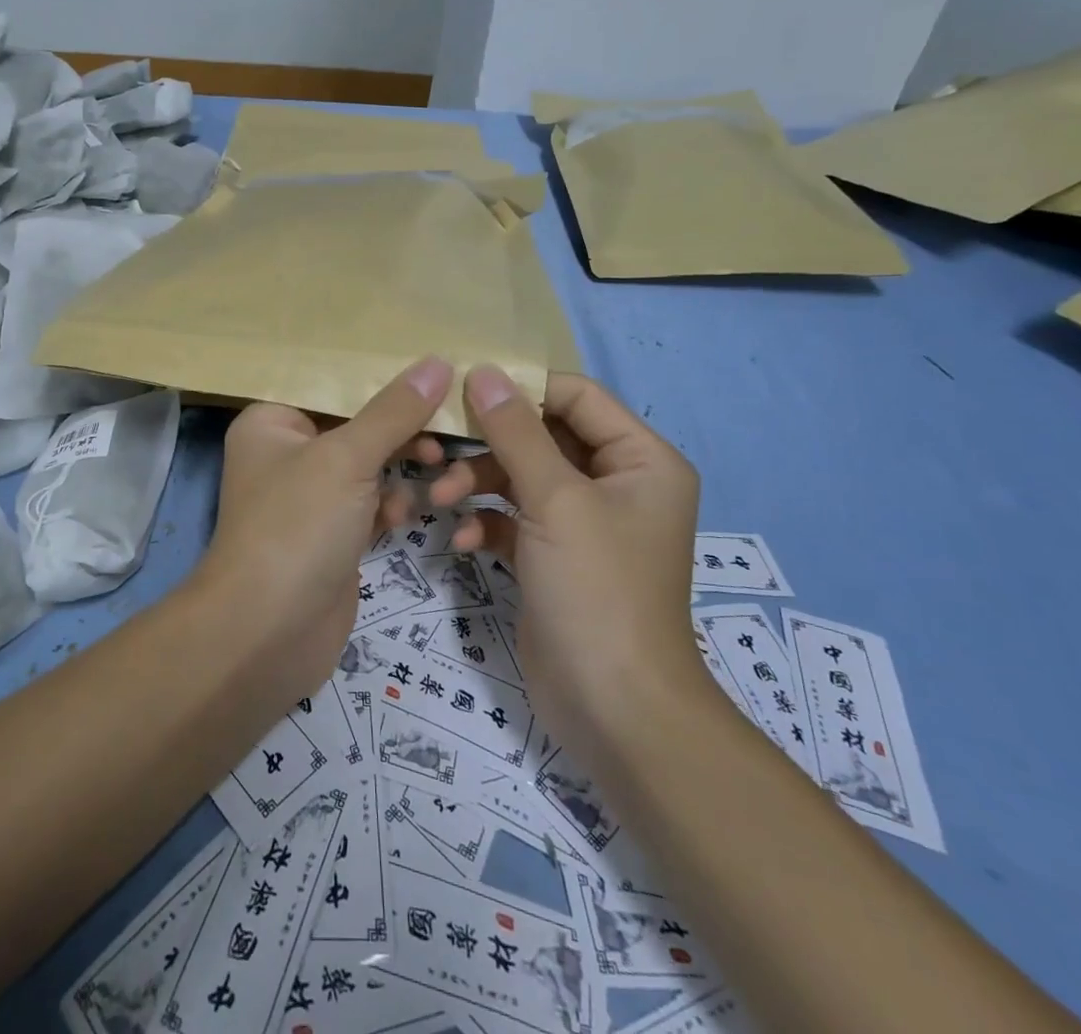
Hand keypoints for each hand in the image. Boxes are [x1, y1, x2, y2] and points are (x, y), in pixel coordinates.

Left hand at [194, 358, 454, 700]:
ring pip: (367, 466)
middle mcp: (287, 454)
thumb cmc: (297, 527)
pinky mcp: (332, 535)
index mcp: (272, 422)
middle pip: (355, 425)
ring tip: (438, 471)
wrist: (268, 633)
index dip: (381, 379)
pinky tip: (404, 517)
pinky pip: (370, 504)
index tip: (435, 371)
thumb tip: (437, 362)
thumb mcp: (346, 458)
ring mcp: (309, 498)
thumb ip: (394, 412)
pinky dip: (390, 506)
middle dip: (399, 429)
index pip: (332, 384)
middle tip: (445, 429)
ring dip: (401, 469)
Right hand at [442, 367, 705, 746]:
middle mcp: (616, 484)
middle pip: (543, 436)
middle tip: (440, 445)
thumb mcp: (555, 500)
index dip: (523, 388)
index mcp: (640, 460)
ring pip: (521, 476)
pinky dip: (486, 523)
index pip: (577, 397)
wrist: (613, 709)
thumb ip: (516, 432)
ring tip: (440, 498)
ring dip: (478, 482)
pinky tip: (463, 542)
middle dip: (490, 444)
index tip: (464, 389)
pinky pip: (514, 518)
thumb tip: (483, 372)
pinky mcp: (554, 556)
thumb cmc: (596, 589)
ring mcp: (583, 523)